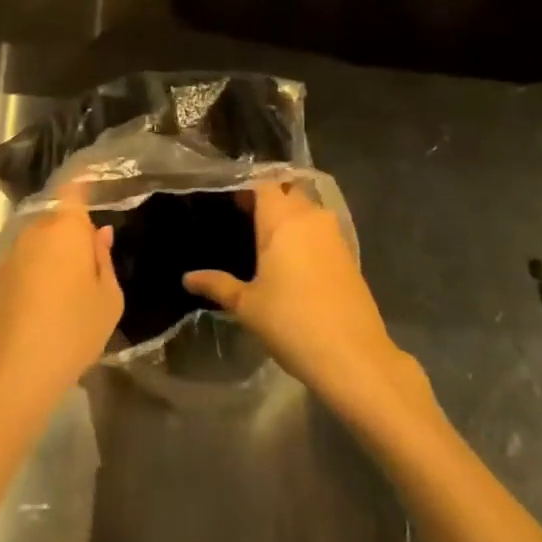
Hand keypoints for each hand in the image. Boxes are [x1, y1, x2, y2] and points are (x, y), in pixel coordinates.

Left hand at [0, 198, 122, 430]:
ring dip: (51, 258)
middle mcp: (33, 231)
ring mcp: (8, 256)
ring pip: (37, 244)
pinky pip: (21, 268)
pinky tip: (41, 312)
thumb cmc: (71, 333)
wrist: (8, 379)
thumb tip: (98, 235)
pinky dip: (32, 279)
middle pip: (56, 218)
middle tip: (89, 264)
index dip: (84, 186)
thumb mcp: (108, 301)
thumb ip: (104, 261)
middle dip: (71, 233)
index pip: (74, 189)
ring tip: (67, 294)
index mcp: (65, 227)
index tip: (97, 191)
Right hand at [184, 174, 429, 421]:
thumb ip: (217, 285)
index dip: (247, 190)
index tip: (232, 205)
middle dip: (269, 200)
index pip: (263, 184)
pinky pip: (321, 230)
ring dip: (290, 216)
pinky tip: (294, 261)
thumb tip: (187, 278)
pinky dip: (306, 235)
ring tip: (268, 242)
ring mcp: (333, 234)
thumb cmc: (292, 322)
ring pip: (307, 210)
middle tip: (246, 220)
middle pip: (287, 191)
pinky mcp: (348, 254)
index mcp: (282, 219)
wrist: (353, 356)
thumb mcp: (247, 306)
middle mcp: (310, 216)